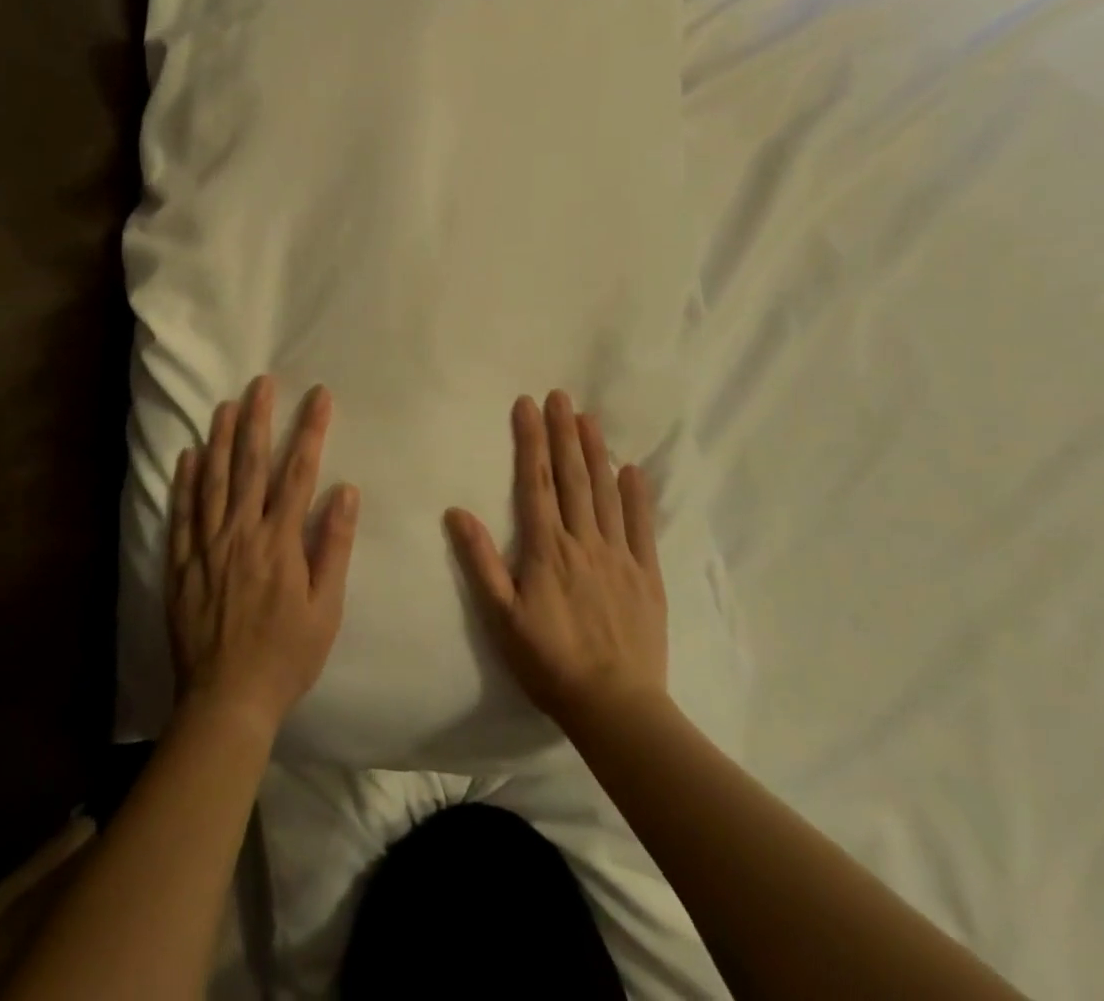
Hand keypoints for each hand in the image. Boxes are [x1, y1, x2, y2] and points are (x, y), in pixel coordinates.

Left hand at [168, 375, 359, 733]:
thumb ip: (333, 546)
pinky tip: (188, 455)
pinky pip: (182, 514)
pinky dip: (185, 482)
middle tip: (261, 383)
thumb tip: (345, 491)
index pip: (298, 472)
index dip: (310, 430)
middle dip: (258, 419)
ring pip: (213, 480)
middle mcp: (242, 533)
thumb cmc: (286, 655)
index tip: (319, 396)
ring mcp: (207, 546)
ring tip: (226, 405)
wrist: (227, 701)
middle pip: (251, 465)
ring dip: (221, 439)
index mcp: (280, 542)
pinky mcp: (182, 564)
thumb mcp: (326, 608)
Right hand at [446, 391, 667, 731]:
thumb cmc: (549, 663)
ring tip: (589, 418)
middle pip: (571, 477)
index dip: (530, 440)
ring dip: (595, 453)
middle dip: (564, 433)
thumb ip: (480, 562)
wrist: (615, 706)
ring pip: (606, 492)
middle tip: (560, 396)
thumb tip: (457, 511)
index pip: (535, 482)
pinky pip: (642, 526)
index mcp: (546, 548)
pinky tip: (632, 469)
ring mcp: (619, 555)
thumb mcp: (502, 618)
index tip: (527, 405)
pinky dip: (637, 495)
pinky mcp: (646, 575)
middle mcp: (583, 541)